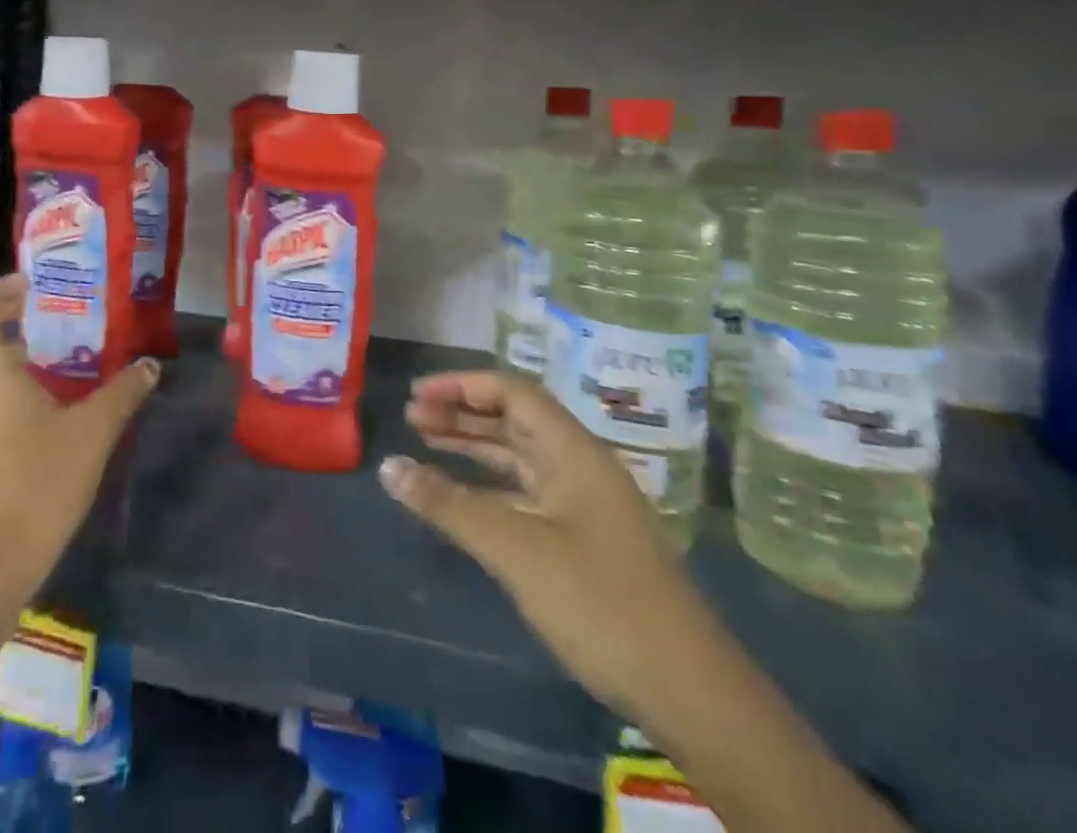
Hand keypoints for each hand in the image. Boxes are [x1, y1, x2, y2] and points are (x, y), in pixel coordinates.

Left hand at [0, 274, 159, 641]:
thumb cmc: (39, 482)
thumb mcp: (92, 431)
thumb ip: (123, 391)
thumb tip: (150, 364)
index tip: (37, 284)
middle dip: (1, 313)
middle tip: (46, 308)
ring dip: (4, 344)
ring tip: (54, 341)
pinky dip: (5, 374)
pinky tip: (49, 387)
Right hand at [378, 371, 699, 717]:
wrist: (688, 691)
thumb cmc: (600, 602)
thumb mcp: (516, 549)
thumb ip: (449, 504)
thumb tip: (388, 466)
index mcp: (574, 451)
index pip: (513, 392)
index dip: (463, 385)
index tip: (418, 393)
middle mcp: (579, 466)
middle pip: (514, 420)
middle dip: (462, 413)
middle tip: (412, 417)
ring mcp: (583, 504)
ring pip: (518, 457)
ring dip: (473, 446)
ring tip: (425, 440)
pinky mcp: (582, 540)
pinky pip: (524, 493)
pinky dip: (488, 486)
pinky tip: (461, 496)